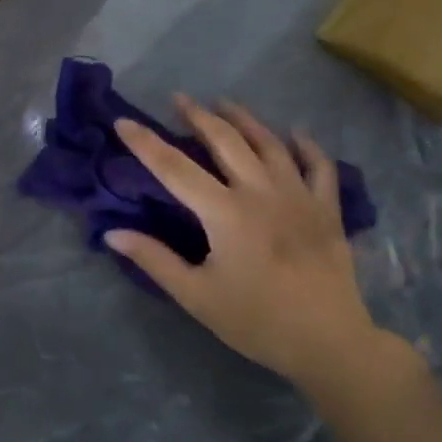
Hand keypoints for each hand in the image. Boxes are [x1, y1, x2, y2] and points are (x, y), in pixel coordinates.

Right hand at [106, 97, 411, 396]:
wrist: (329, 343)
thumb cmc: (256, 321)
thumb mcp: (196, 295)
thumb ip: (154, 259)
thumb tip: (112, 233)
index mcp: (225, 213)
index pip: (175, 168)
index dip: (146, 143)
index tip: (124, 121)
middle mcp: (261, 193)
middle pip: (225, 142)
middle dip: (198, 116)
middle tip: (179, 98)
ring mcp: (298, 197)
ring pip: (270, 144)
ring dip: (245, 120)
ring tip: (225, 103)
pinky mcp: (326, 210)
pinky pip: (319, 166)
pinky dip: (306, 146)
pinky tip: (295, 134)